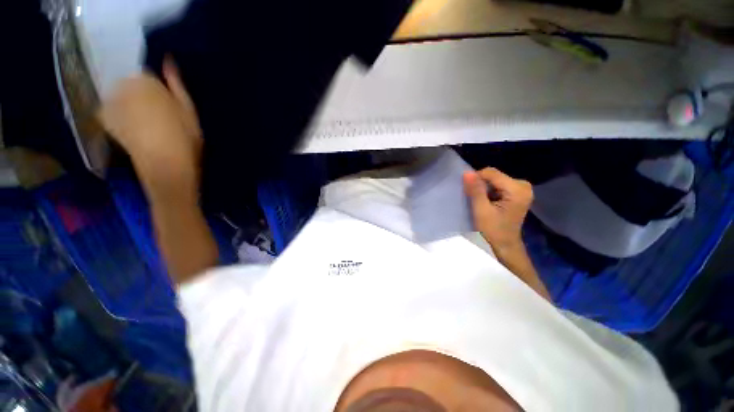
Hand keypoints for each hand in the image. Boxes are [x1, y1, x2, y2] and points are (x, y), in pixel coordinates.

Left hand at [99, 58, 201, 200]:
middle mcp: (123, 86)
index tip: (168, 108)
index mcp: (146, 82)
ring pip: (121, 97)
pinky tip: (133, 131)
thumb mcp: (189, 111)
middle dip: (142, 97)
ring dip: (130, 107)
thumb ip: (177, 85)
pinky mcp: (105, 120)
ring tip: (146, 126)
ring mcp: (111, 103)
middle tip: (158, 118)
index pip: (148, 77)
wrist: (164, 166)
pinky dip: (120, 117)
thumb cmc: (183, 138)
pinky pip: (112, 111)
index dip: (159, 92)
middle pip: (131, 85)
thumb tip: (168, 61)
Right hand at [463, 168, 532, 255]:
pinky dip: (489, 191)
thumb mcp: (481, 210)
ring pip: (495, 180)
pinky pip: (498, 185)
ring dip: (484, 189)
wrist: (504, 245)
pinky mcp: (517, 193)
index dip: (476, 179)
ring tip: (481, 202)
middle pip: (494, 176)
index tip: (468, 192)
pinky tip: (487, 202)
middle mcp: (523, 185)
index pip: (491, 173)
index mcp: (517, 189)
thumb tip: (467, 172)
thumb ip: (475, 190)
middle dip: (481, 185)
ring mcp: (522, 189)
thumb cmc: (493, 230)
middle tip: (475, 199)